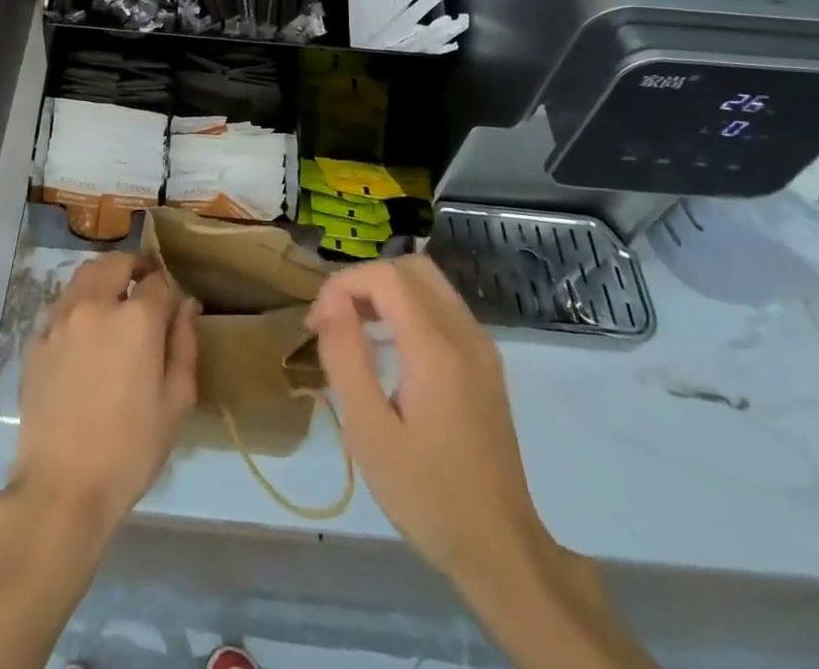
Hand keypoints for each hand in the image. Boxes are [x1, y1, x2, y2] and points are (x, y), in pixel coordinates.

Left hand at [9, 251, 198, 539]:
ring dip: (103, 278)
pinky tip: (83, 334)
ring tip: (112, 302)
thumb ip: (184, 345)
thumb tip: (187, 306)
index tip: (170, 305)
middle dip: (133, 268)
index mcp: (136, 318)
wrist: (61, 488)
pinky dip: (77, 305)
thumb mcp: (175, 402)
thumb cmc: (129, 449)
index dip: (166, 289)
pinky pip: (61, 306)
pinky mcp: (36, 339)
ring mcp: (61, 319)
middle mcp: (96, 305)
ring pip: (83, 276)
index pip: (157, 281)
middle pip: (115, 263)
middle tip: (142, 287)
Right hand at [306, 254, 558, 584]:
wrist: (501, 551)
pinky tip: (389, 348)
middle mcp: (465, 334)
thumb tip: (330, 303)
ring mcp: (482, 348)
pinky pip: (443, 308)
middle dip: (365, 281)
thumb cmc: (427, 495)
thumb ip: (347, 357)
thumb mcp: (370, 432)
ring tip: (354, 329)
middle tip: (335, 319)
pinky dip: (409, 308)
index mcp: (436, 349)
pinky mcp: (486, 364)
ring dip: (387, 291)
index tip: (317, 323)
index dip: (343, 285)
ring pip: (429, 283)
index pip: (385, 276)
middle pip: (410, 267)